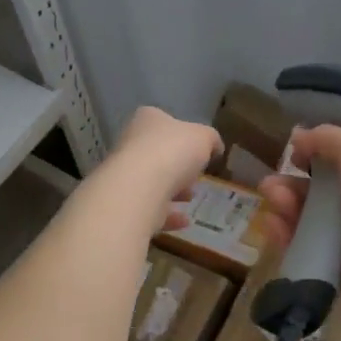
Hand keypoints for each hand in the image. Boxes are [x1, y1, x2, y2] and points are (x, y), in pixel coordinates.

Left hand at [103, 106, 221, 232]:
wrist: (139, 188)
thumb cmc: (172, 152)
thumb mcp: (203, 137)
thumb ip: (210, 139)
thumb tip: (215, 146)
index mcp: (147, 120)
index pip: (164, 122)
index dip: (182, 135)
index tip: (199, 149)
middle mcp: (131, 144)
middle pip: (157, 153)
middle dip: (177, 166)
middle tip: (195, 176)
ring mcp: (125, 175)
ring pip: (151, 182)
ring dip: (172, 190)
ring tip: (191, 197)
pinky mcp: (125, 203)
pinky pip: (150, 208)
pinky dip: (167, 215)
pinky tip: (185, 220)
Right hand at [257, 125, 340, 309]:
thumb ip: (328, 138)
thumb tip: (298, 136)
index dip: (316, 158)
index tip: (294, 156)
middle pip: (319, 195)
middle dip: (292, 185)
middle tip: (271, 185)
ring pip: (307, 221)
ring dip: (285, 207)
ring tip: (272, 200)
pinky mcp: (334, 268)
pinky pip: (303, 249)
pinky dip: (285, 236)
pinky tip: (273, 225)